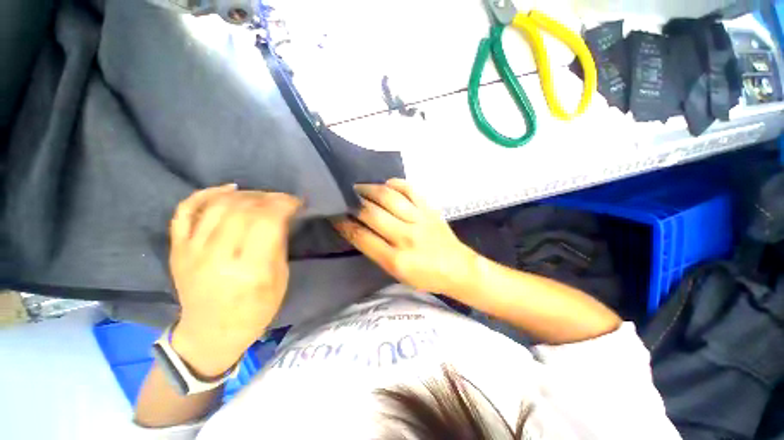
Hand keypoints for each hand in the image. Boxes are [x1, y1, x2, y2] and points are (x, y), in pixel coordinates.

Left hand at [168, 184, 300, 377]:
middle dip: (269, 197)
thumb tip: (282, 217)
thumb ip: (278, 246)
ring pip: (218, 205)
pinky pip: (186, 211)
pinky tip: (229, 189)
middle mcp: (218, 257)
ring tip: (261, 197)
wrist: (211, 333)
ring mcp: (192, 251)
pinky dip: (207, 194)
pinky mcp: (178, 249)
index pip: (267, 221)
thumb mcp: (280, 280)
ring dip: (246, 194)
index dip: (284, 204)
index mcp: (250, 270)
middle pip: (243, 209)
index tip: (296, 201)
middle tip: (282, 199)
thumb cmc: (255, 310)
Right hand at [334, 179, 478, 295]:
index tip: (334, 214)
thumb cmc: (425, 276)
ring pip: (388, 197)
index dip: (344, 223)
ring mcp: (419, 219)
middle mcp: (405, 237)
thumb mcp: (396, 273)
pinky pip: (409, 189)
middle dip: (352, 203)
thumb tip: (357, 228)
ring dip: (369, 189)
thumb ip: (376, 250)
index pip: (361, 236)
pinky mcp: (429, 209)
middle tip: (343, 197)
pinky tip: (385, 185)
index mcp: (395, 259)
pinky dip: (394, 184)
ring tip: (358, 187)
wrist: (457, 268)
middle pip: (371, 213)